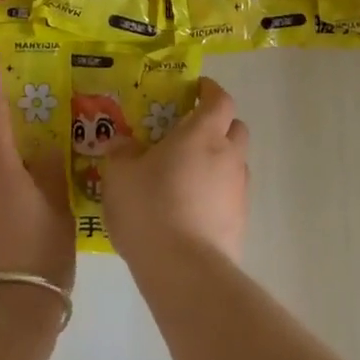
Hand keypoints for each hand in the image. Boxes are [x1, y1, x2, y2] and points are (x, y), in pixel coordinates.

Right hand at [100, 77, 249, 265]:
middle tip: (189, 134)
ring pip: (235, 164)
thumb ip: (122, 152)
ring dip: (217, 161)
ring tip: (185, 176)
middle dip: (218, 125)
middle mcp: (229, 156)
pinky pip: (230, 196)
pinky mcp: (240, 222)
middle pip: (236, 128)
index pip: (220, 99)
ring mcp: (239, 191)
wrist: (184, 270)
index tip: (196, 89)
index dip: (210, 91)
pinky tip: (190, 209)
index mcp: (203, 133)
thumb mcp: (119, 175)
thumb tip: (123, 143)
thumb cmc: (150, 207)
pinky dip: (215, 194)